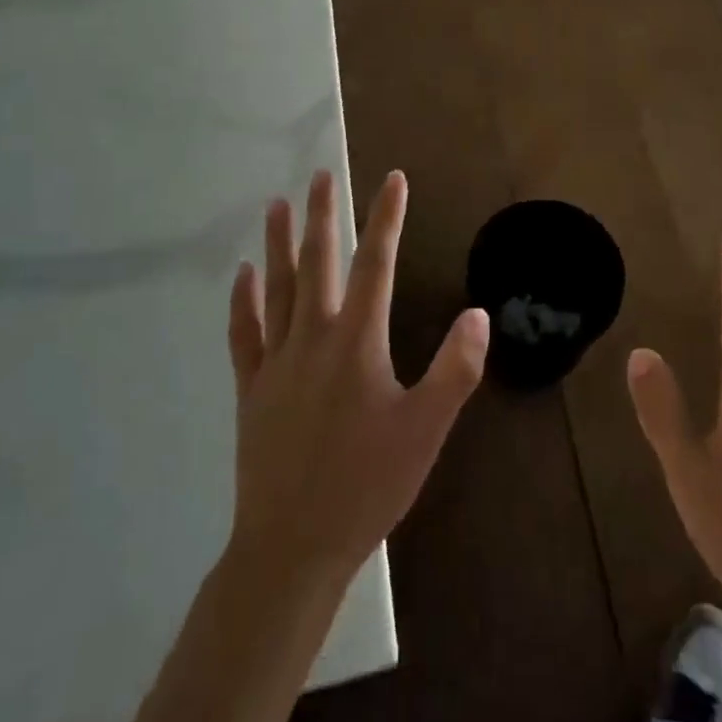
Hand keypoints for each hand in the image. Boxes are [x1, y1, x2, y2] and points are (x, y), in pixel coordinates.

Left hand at [227, 169, 488, 588]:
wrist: (293, 547)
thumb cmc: (367, 485)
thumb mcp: (426, 430)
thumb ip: (455, 369)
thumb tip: (478, 313)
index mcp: (356, 342)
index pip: (375, 264)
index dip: (385, 218)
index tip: (392, 179)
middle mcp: (313, 338)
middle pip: (318, 263)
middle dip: (323, 215)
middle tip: (322, 175)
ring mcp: (276, 362)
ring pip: (277, 287)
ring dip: (278, 243)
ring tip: (277, 203)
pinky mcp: (252, 389)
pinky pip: (245, 332)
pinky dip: (243, 299)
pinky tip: (243, 274)